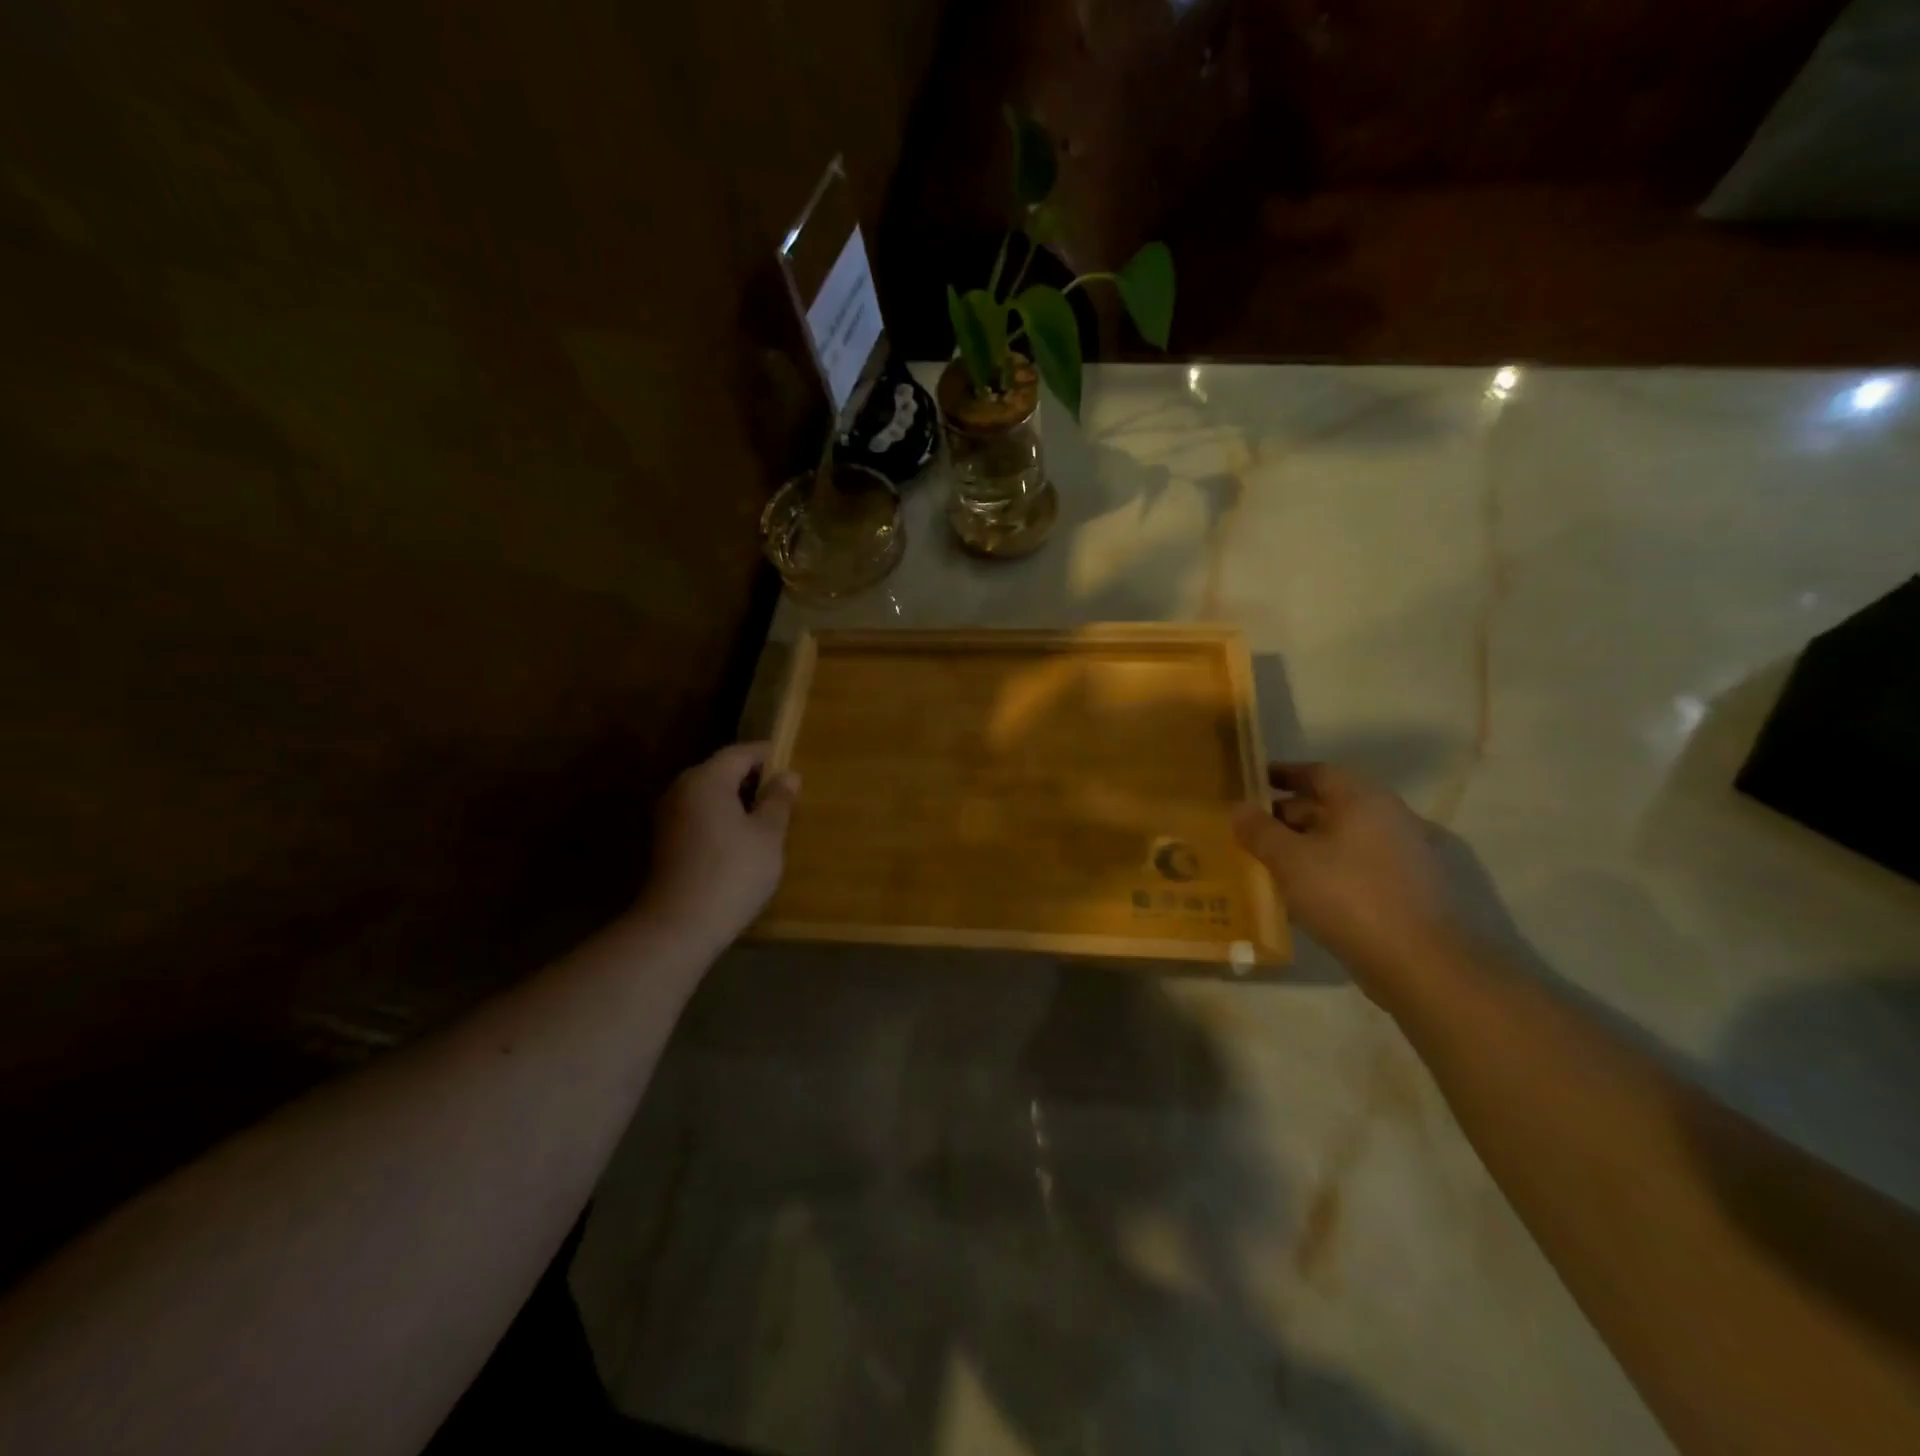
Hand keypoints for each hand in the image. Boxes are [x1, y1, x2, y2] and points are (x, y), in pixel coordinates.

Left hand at [638, 742, 799, 948]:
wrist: (680, 925)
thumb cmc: (733, 872)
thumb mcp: (768, 835)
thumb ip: (778, 800)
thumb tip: (788, 775)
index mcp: (707, 779)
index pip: (741, 753)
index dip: (769, 756)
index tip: (793, 765)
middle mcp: (682, 789)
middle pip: (722, 771)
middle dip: (754, 778)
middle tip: (786, 794)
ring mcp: (670, 815)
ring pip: (711, 795)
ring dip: (739, 800)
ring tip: (769, 818)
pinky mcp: (667, 840)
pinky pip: (701, 815)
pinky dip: (723, 818)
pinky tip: (743, 839)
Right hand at [1232, 763, 1470, 997]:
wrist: (1417, 962)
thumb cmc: (1347, 896)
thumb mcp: (1289, 860)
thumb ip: (1259, 831)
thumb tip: (1238, 808)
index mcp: (1363, 799)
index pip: (1316, 772)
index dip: (1281, 775)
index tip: (1251, 784)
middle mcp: (1388, 817)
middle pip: (1329, 804)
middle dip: (1287, 815)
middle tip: (1250, 830)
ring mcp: (1402, 853)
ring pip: (1341, 837)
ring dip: (1305, 844)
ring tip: (1267, 861)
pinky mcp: (1405, 887)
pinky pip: (1355, 864)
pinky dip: (1326, 868)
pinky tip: (1300, 891)